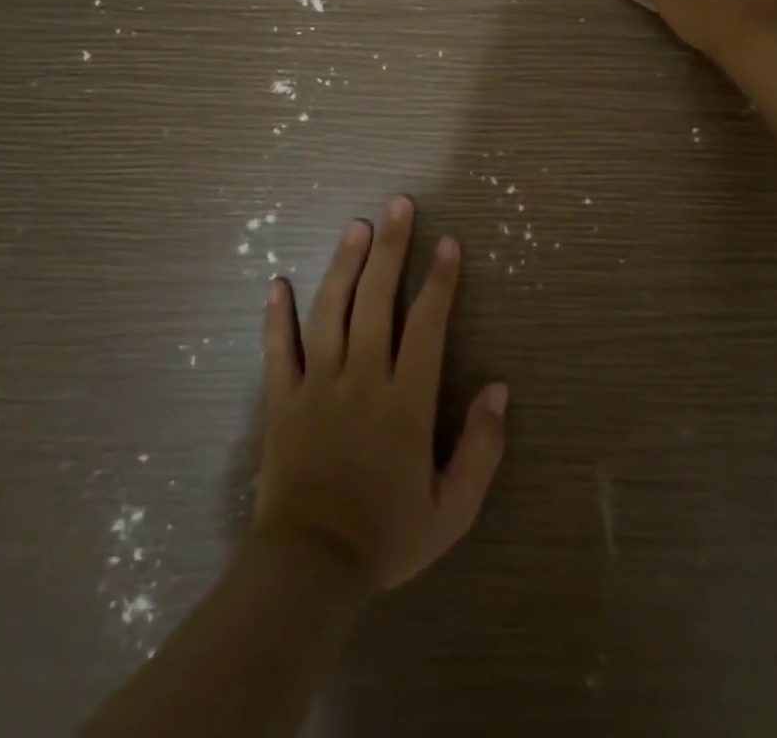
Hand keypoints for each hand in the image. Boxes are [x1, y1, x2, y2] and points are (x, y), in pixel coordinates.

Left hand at [251, 197, 508, 591]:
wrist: (308, 572)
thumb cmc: (387, 537)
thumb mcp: (453, 509)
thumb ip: (481, 447)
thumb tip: (499, 388)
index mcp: (405, 400)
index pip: (427, 324)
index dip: (440, 280)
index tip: (448, 242)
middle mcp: (362, 378)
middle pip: (377, 300)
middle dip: (391, 248)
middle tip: (398, 204)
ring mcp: (317, 385)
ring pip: (330, 310)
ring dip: (344, 265)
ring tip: (356, 226)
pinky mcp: (282, 400)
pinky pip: (278, 349)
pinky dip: (277, 316)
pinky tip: (278, 283)